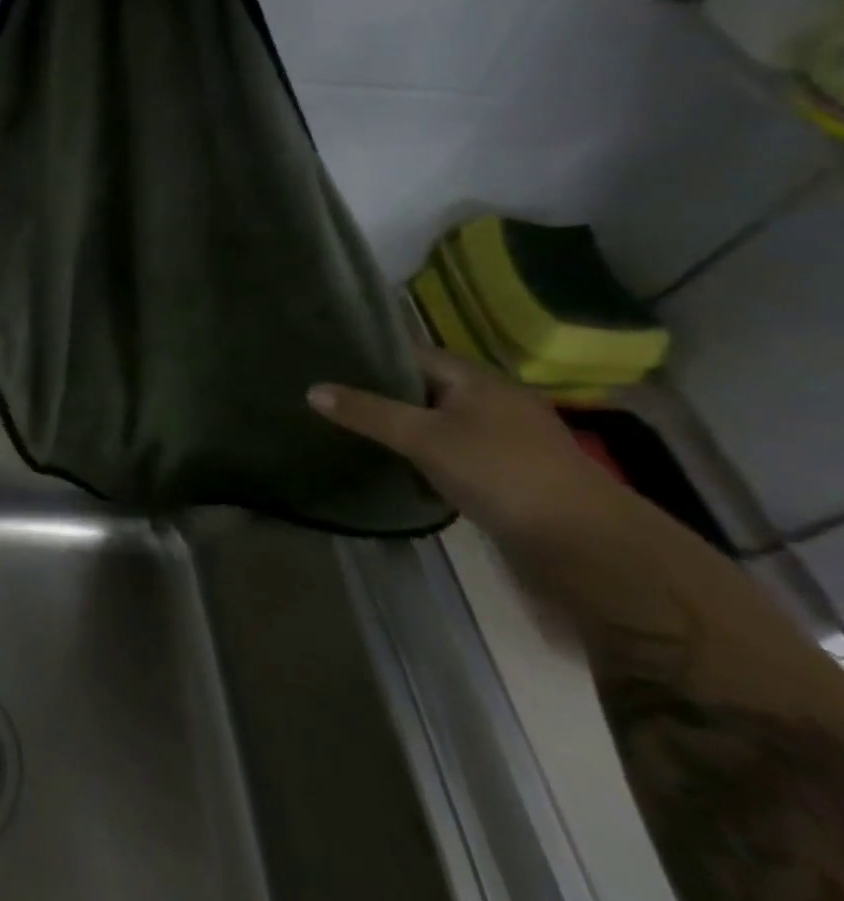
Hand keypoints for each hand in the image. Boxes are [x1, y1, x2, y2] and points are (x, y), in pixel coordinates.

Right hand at [308, 346, 622, 540]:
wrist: (589, 547)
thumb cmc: (501, 473)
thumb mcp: (423, 438)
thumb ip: (367, 412)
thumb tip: (312, 389)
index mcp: (476, 378)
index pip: (412, 354)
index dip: (371, 357)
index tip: (327, 365)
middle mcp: (492, 400)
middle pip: (424, 389)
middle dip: (381, 395)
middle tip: (331, 401)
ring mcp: (505, 440)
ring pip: (439, 423)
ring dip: (403, 430)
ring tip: (353, 433)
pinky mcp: (510, 475)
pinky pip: (453, 454)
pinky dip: (425, 458)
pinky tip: (397, 470)